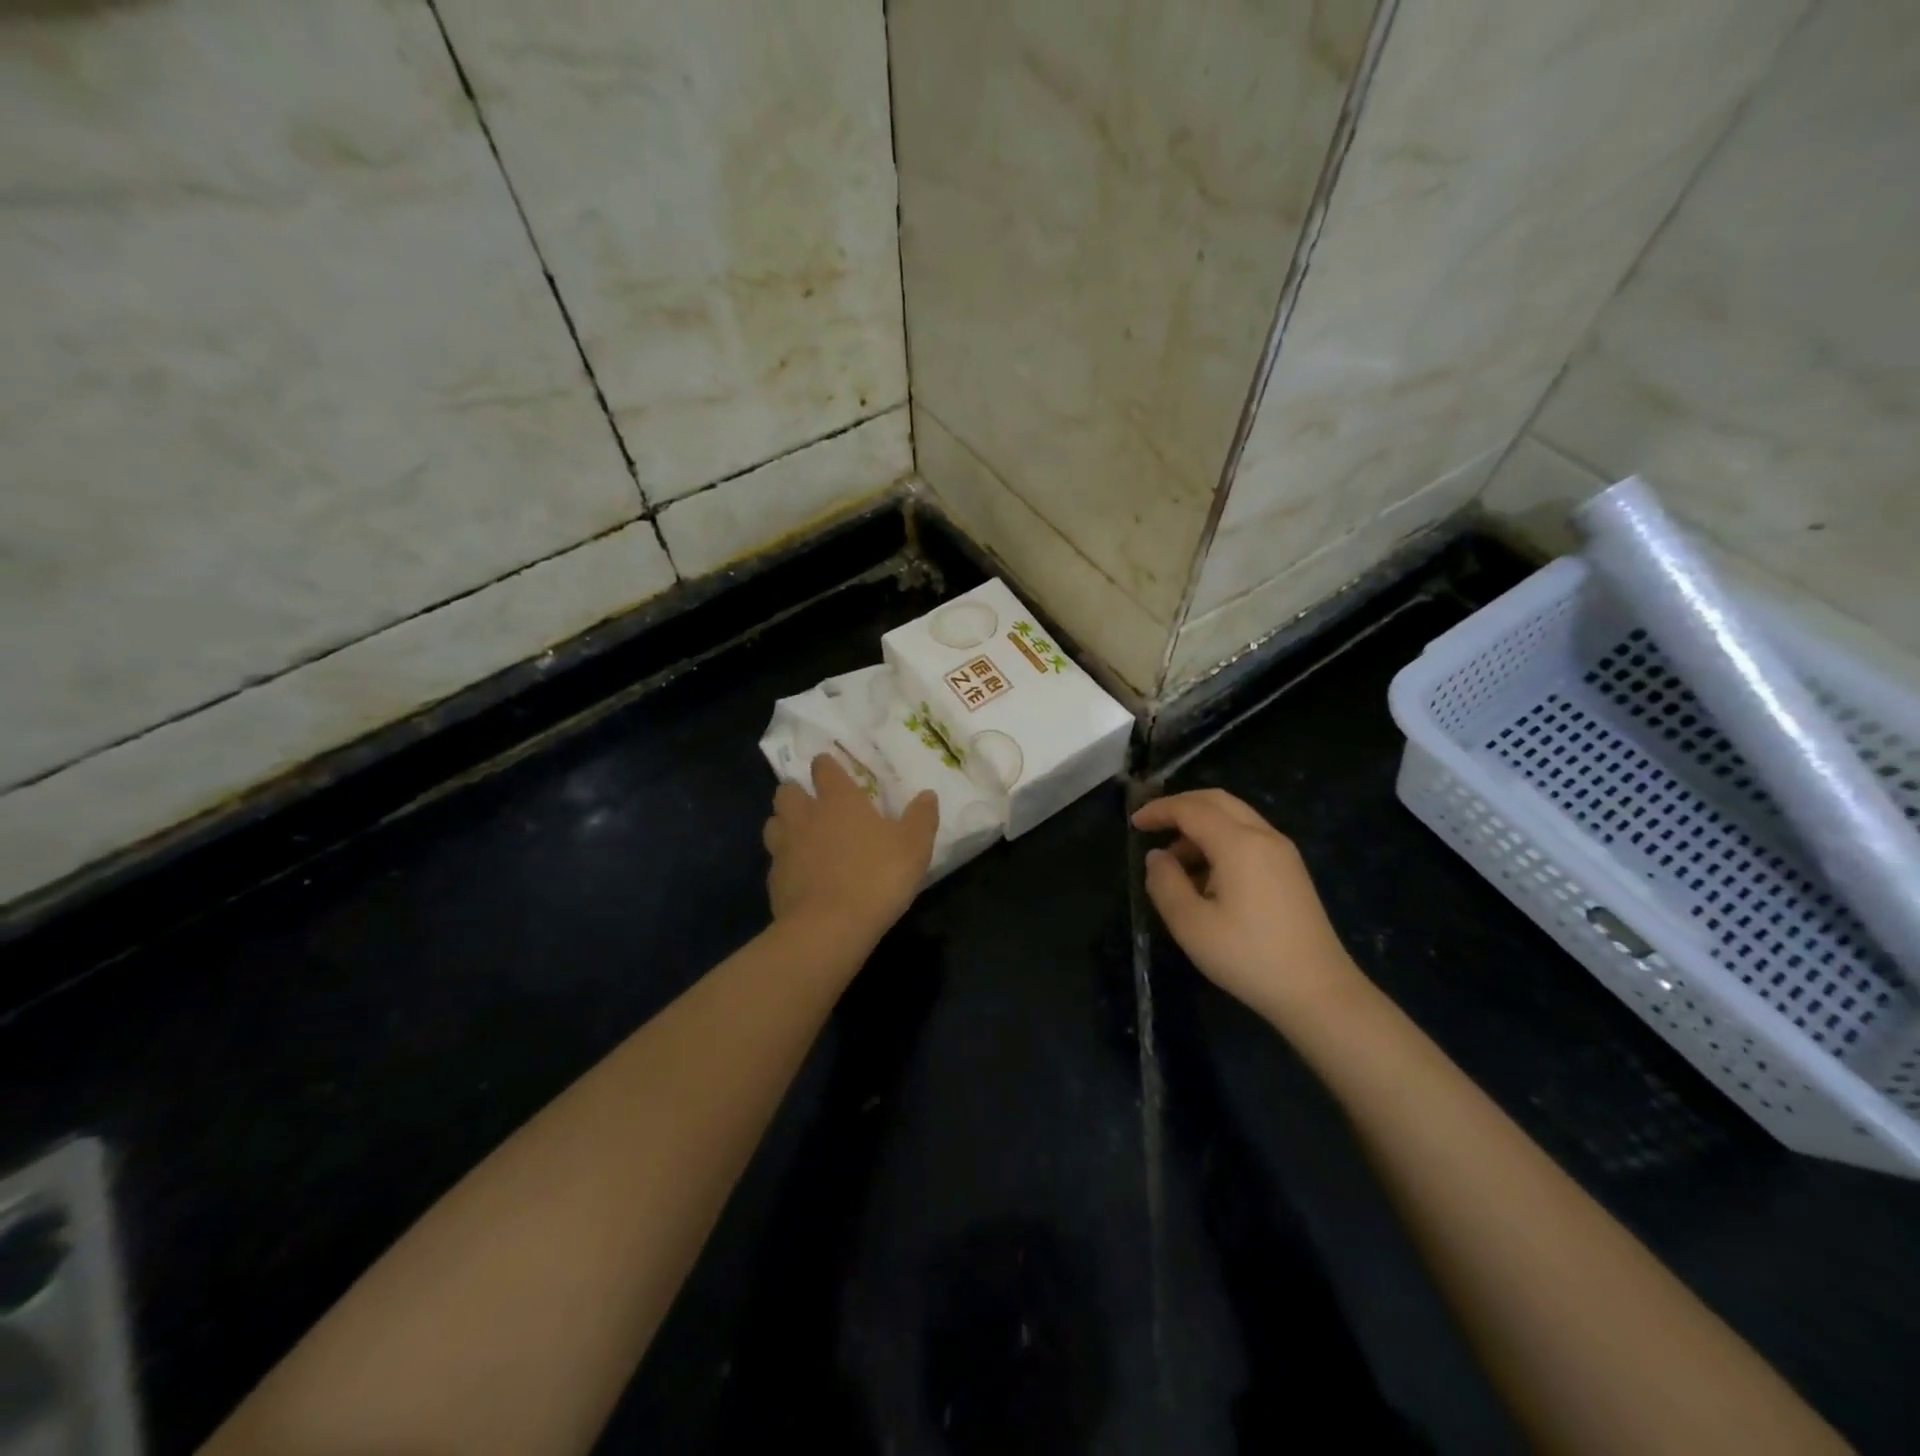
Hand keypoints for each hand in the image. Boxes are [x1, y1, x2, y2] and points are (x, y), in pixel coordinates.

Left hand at [764, 755, 938, 944]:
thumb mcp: (914, 847)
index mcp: (838, 800)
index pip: (823, 768)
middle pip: (787, 791)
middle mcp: (805, 816)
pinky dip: (785, 861)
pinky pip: (775, 860)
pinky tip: (800, 874)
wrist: (828, 928)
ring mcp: (784, 848)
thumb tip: (927, 795)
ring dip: (784, 823)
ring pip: (774, 823)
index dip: (827, 765)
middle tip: (812, 803)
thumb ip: (921, 818)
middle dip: (796, 792)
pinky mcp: (774, 880)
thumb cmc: (876, 877)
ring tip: (800, 834)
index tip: (831, 768)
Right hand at [1133, 789, 1363, 1031]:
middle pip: (1217, 801)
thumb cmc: (1248, 957)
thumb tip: (1157, 857)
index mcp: (1239, 844)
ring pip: (1235, 817)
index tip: (1134, 824)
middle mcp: (1264, 836)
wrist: (1319, 993)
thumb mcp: (1191, 925)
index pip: (1191, 809)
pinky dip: (1220, 841)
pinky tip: (1205, 876)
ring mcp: (1282, 852)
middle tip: (1152, 825)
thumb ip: (1165, 883)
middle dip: (1181, 806)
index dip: (1159, 810)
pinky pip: (1249, 837)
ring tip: (1174, 862)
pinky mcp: (1290, 871)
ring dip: (1200, 826)